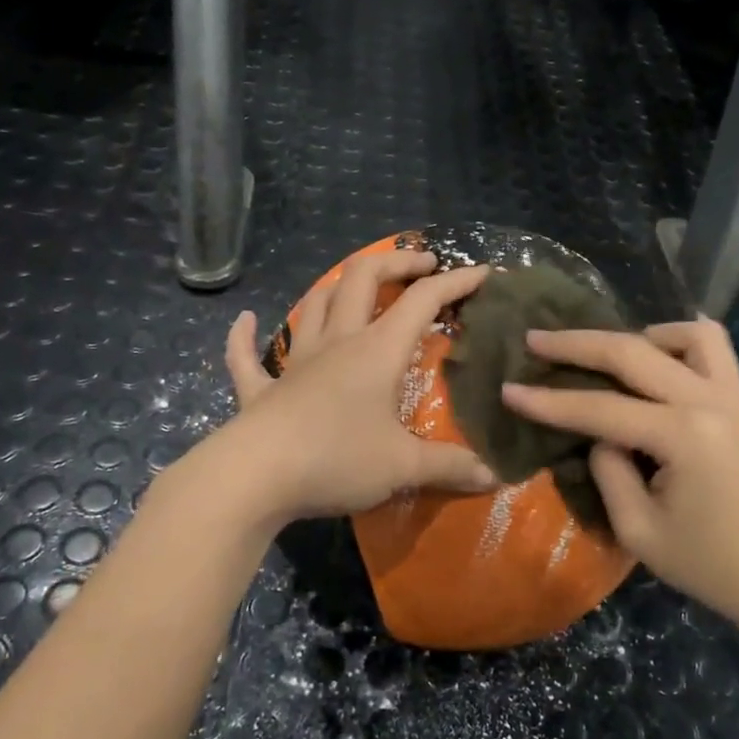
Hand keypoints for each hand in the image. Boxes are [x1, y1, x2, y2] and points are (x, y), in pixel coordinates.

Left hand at [216, 250, 497, 524]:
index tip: (482, 273)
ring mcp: (294, 362)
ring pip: (314, 304)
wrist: (255, 476)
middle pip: (362, 278)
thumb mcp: (403, 466)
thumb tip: (493, 477)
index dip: (455, 282)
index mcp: (376, 351)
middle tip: (420, 264)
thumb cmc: (336, 459)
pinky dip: (245, 336)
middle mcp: (336, 343)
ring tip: (356, 287)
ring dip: (337, 287)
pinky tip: (246, 320)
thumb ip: (450, 467)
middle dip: (394, 262)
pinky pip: (246, 355)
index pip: (422, 301)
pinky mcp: (261, 389)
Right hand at [503, 319, 738, 645]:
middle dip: (577, 343)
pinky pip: (715, 353)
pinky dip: (679, 346)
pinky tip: (658, 368)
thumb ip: (609, 473)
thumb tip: (601, 437)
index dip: (547, 401)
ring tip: (609, 356)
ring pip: (687, 334)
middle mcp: (709, 401)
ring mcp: (735, 398)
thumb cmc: (717, 569)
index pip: (598, 408)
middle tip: (535, 340)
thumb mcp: (642, 533)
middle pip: (633, 352)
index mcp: (681, 435)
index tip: (507, 390)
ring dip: (640, 336)